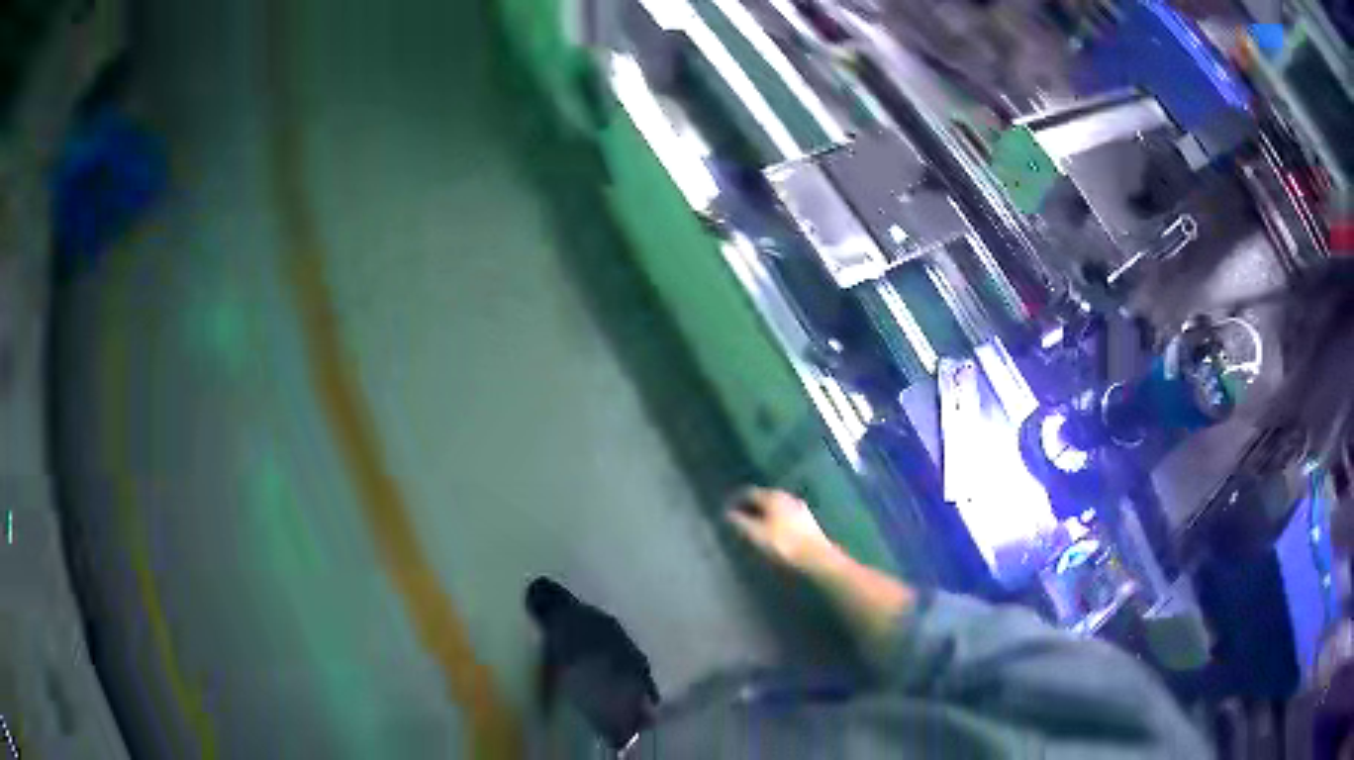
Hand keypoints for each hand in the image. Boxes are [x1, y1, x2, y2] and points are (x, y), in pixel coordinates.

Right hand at [726, 487, 838, 569]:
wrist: (816, 556)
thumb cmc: (783, 544)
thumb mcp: (757, 534)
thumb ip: (741, 522)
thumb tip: (728, 513)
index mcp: (772, 497)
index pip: (749, 492)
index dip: (736, 501)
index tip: (728, 511)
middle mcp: (786, 496)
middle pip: (763, 497)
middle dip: (750, 507)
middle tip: (739, 519)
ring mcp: (799, 506)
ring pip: (776, 506)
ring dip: (764, 513)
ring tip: (755, 526)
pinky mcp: (807, 518)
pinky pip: (785, 514)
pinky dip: (776, 519)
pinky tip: (774, 531)